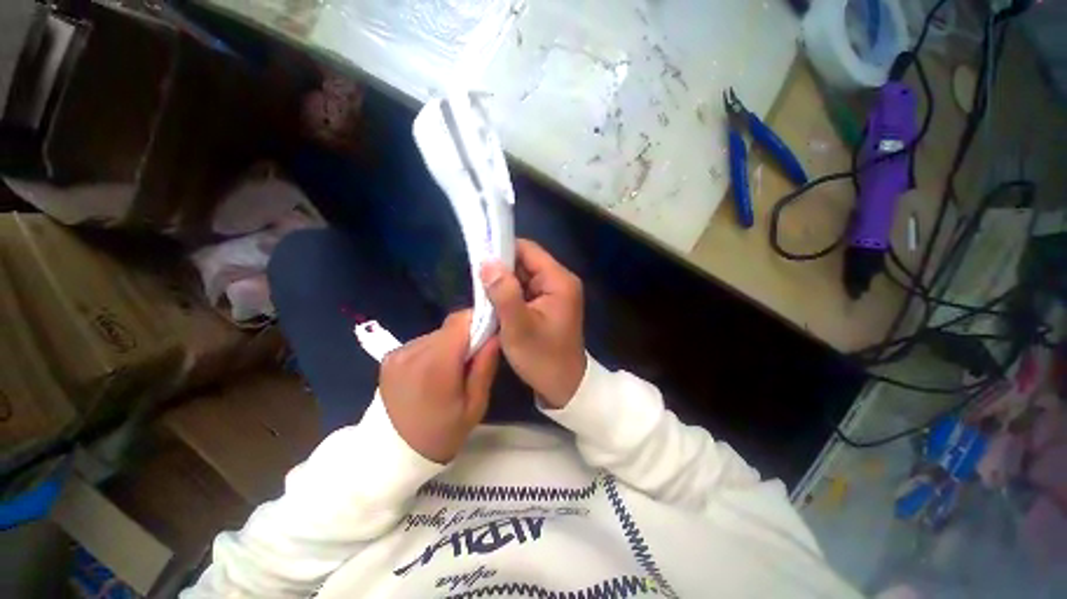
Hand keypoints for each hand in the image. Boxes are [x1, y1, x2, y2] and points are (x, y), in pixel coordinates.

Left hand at [379, 311, 498, 462]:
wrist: (392, 456)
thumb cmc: (441, 434)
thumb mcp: (475, 406)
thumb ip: (485, 366)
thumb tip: (495, 334)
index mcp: (436, 365)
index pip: (460, 321)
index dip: (478, 320)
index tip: (490, 332)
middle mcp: (413, 352)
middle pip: (449, 327)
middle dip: (466, 336)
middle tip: (473, 359)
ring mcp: (398, 353)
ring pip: (437, 334)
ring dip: (449, 344)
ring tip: (451, 369)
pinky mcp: (389, 357)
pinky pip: (422, 343)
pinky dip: (433, 351)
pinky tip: (432, 373)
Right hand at [481, 240, 585, 408]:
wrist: (564, 386)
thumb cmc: (543, 358)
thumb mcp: (519, 327)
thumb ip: (504, 293)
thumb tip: (487, 262)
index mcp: (559, 281)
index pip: (528, 250)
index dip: (503, 250)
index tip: (478, 260)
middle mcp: (560, 281)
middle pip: (525, 262)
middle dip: (501, 271)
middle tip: (478, 285)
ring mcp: (555, 293)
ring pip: (523, 277)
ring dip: (504, 285)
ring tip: (484, 297)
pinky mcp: (548, 304)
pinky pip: (525, 290)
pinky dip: (510, 295)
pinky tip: (497, 307)